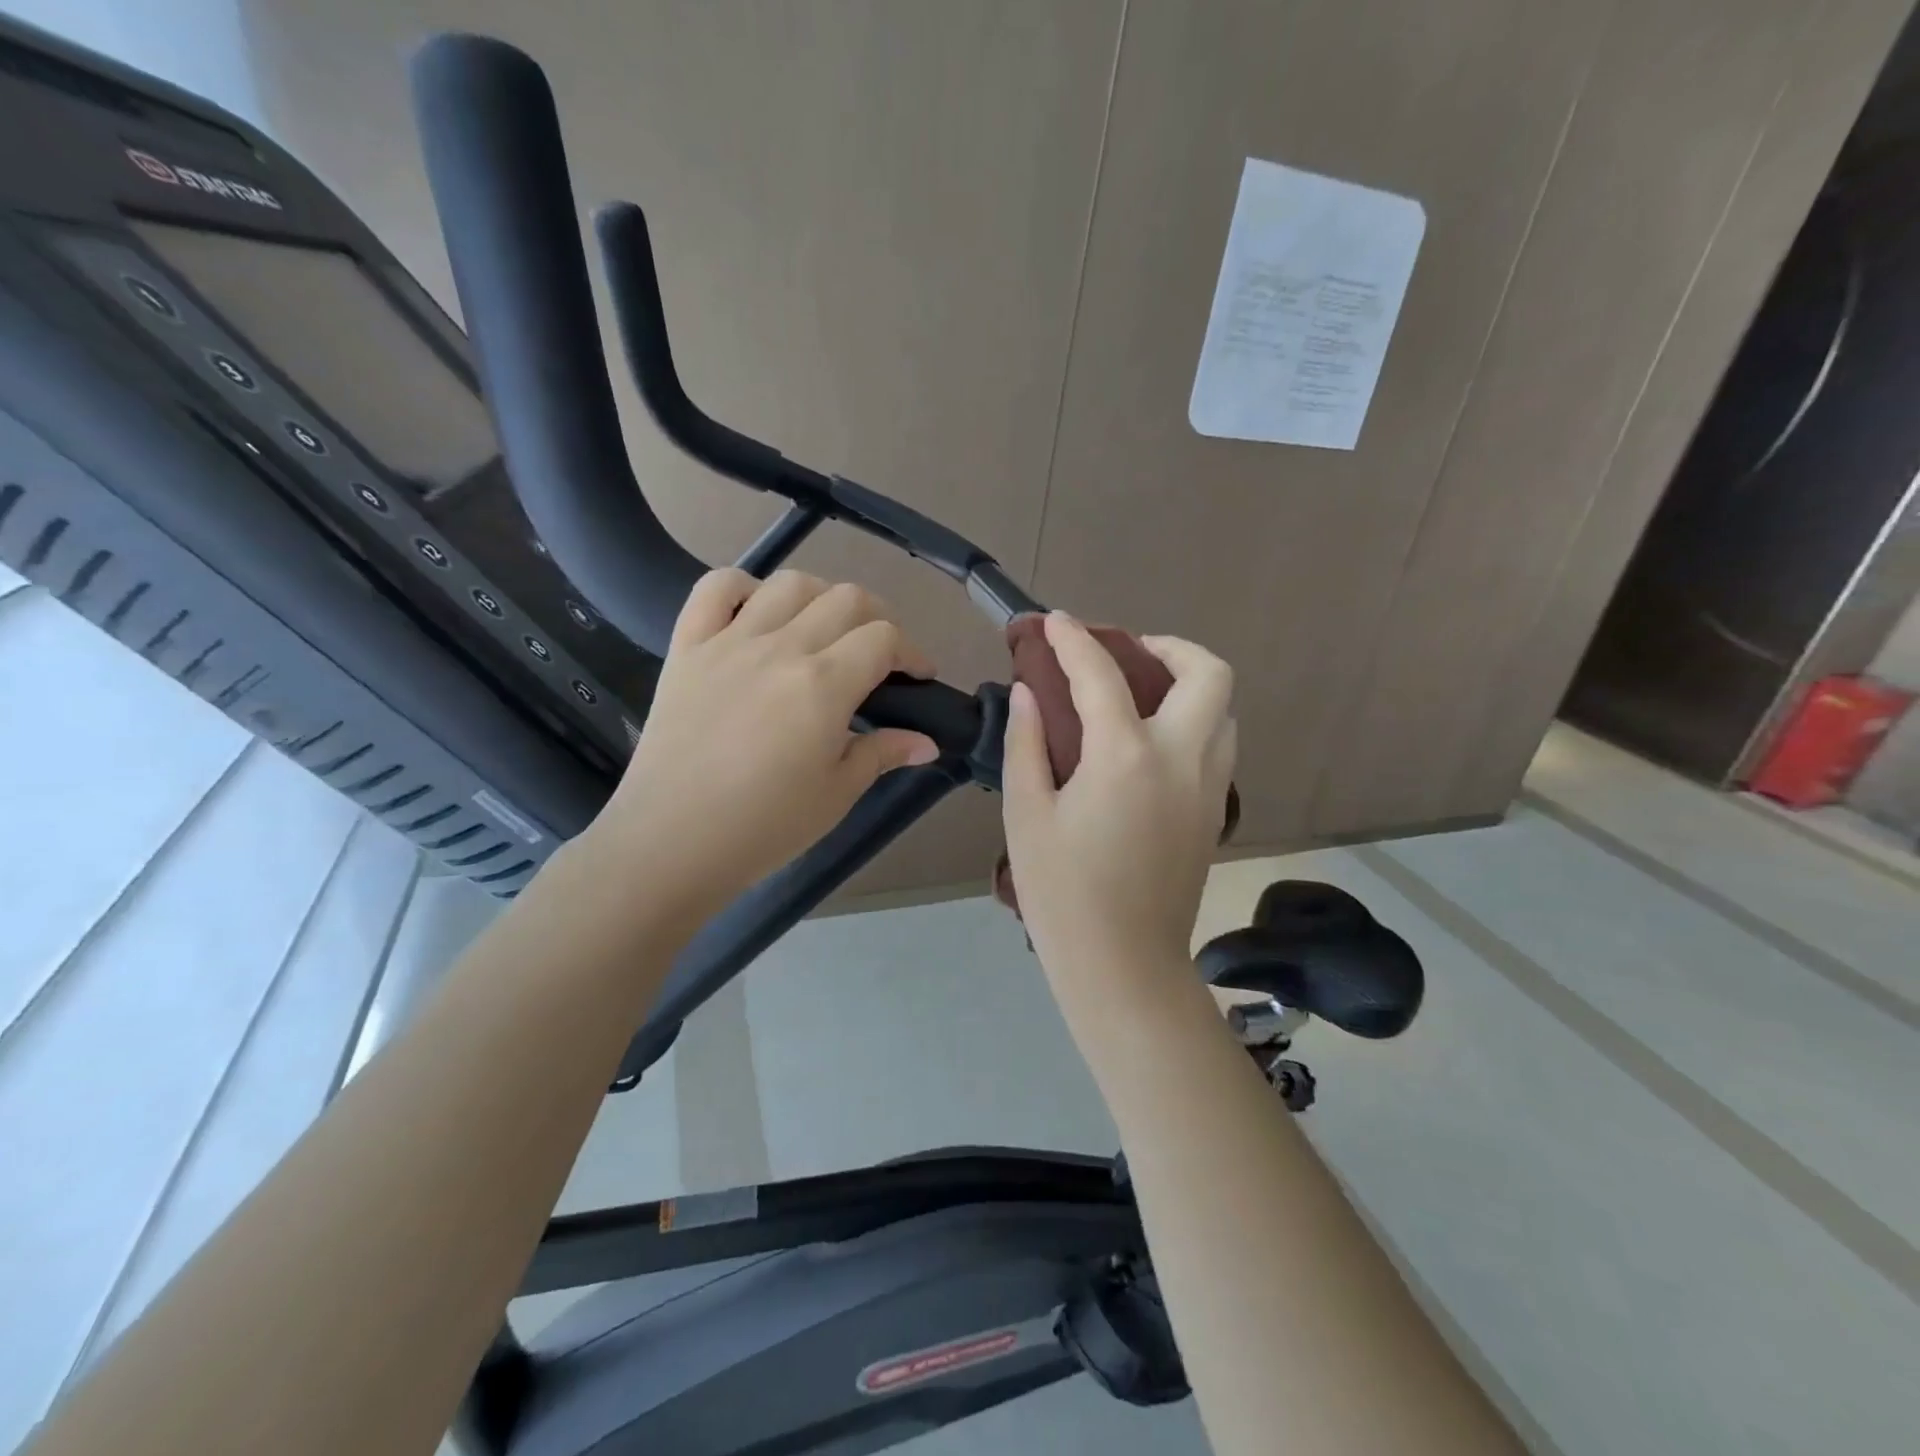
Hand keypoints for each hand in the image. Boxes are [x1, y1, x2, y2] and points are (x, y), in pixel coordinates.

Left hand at [591, 568, 938, 914]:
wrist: (671, 842)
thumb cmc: (764, 826)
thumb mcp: (837, 793)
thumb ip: (883, 754)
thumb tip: (927, 742)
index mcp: (824, 685)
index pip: (884, 639)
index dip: (912, 653)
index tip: (917, 678)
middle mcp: (781, 648)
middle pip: (846, 599)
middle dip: (879, 619)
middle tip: (880, 655)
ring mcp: (729, 641)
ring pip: (789, 584)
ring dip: (821, 597)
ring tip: (824, 629)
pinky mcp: (688, 647)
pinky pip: (714, 588)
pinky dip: (743, 587)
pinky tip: (757, 612)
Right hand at [1002, 613, 1236, 984]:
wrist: (1123, 965)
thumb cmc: (1062, 893)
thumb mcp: (1026, 815)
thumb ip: (1027, 743)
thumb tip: (1030, 694)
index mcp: (1126, 756)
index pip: (1101, 674)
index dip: (1074, 639)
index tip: (1055, 622)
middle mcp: (1182, 759)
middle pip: (1208, 673)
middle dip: (1170, 647)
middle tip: (1128, 654)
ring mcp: (1210, 787)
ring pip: (1223, 710)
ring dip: (1189, 686)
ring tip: (1142, 696)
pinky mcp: (1216, 813)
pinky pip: (1218, 746)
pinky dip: (1193, 723)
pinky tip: (1150, 745)